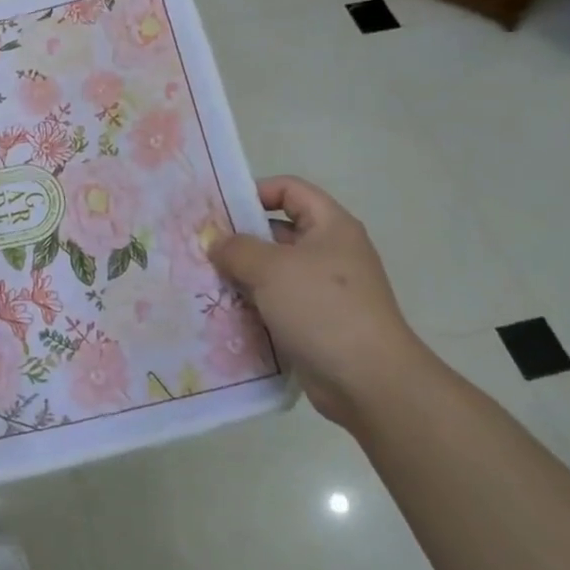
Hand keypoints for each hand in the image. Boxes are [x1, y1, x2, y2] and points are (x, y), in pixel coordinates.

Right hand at [209, 176, 430, 426]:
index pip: (290, 190)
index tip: (220, 210)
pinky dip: (254, 305)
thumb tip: (215, 242)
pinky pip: (278, 303)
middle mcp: (330, 252)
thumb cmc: (322, 307)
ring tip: (205, 280)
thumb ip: (237, 249)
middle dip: (240, 238)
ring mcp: (325, 290)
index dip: (256, 191)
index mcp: (330, 226)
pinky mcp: (316, 322)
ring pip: (275, 271)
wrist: (368, 379)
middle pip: (278, 231)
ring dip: (243, 275)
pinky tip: (224, 312)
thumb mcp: (271, 269)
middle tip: (201, 248)